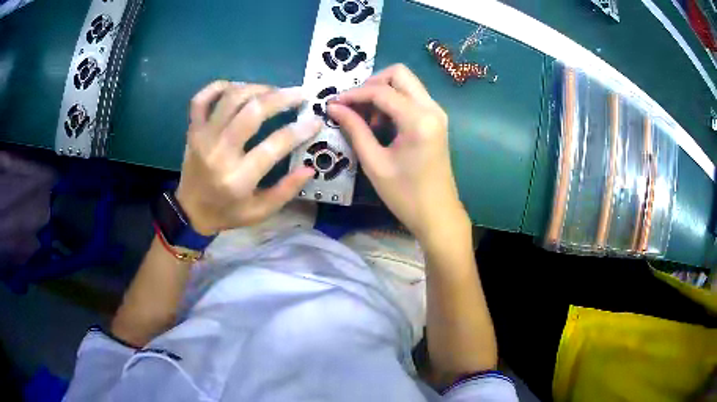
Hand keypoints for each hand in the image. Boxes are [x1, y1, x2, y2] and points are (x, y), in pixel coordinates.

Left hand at [175, 81, 320, 234]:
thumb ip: (286, 190)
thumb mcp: (261, 212)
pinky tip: (235, 87)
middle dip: (282, 97)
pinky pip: (201, 99)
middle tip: (301, 93)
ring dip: (256, 88)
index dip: (299, 130)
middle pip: (252, 111)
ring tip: (272, 91)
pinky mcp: (193, 130)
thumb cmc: (228, 212)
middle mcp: (219, 152)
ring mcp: (203, 137)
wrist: (190, 211)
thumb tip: (310, 167)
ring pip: (230, 98)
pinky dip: (217, 87)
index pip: (274, 145)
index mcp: (239, 178)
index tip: (316, 121)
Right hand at [328, 64, 469, 242]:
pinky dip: (394, 102)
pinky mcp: (436, 120)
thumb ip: (354, 129)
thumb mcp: (374, 163)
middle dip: (372, 84)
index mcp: (418, 120)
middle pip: (399, 74)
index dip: (354, 94)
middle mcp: (432, 108)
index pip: (381, 91)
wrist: (438, 215)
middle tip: (355, 107)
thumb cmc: (405, 195)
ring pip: (406, 84)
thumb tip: (333, 107)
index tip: (333, 103)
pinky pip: (412, 97)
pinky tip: (382, 125)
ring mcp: (437, 113)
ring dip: (383, 93)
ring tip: (368, 121)